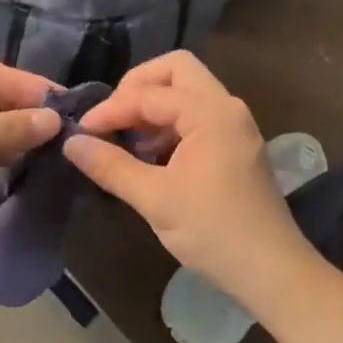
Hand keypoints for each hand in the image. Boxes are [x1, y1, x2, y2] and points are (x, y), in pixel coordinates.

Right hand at [63, 52, 315, 305]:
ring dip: (152, 105)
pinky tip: (149, 155)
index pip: (149, 93)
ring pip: (187, 91)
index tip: (82, 132)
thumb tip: (70, 143)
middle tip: (111, 117)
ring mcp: (234, 125)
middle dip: (137, 87)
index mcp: (211, 113)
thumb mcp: (155, 199)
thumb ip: (111, 166)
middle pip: (176, 70)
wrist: (272, 271)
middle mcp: (226, 108)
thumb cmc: (214, 232)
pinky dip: (168, 123)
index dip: (111, 109)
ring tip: (126, 139)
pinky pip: (196, 114)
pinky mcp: (234, 144)